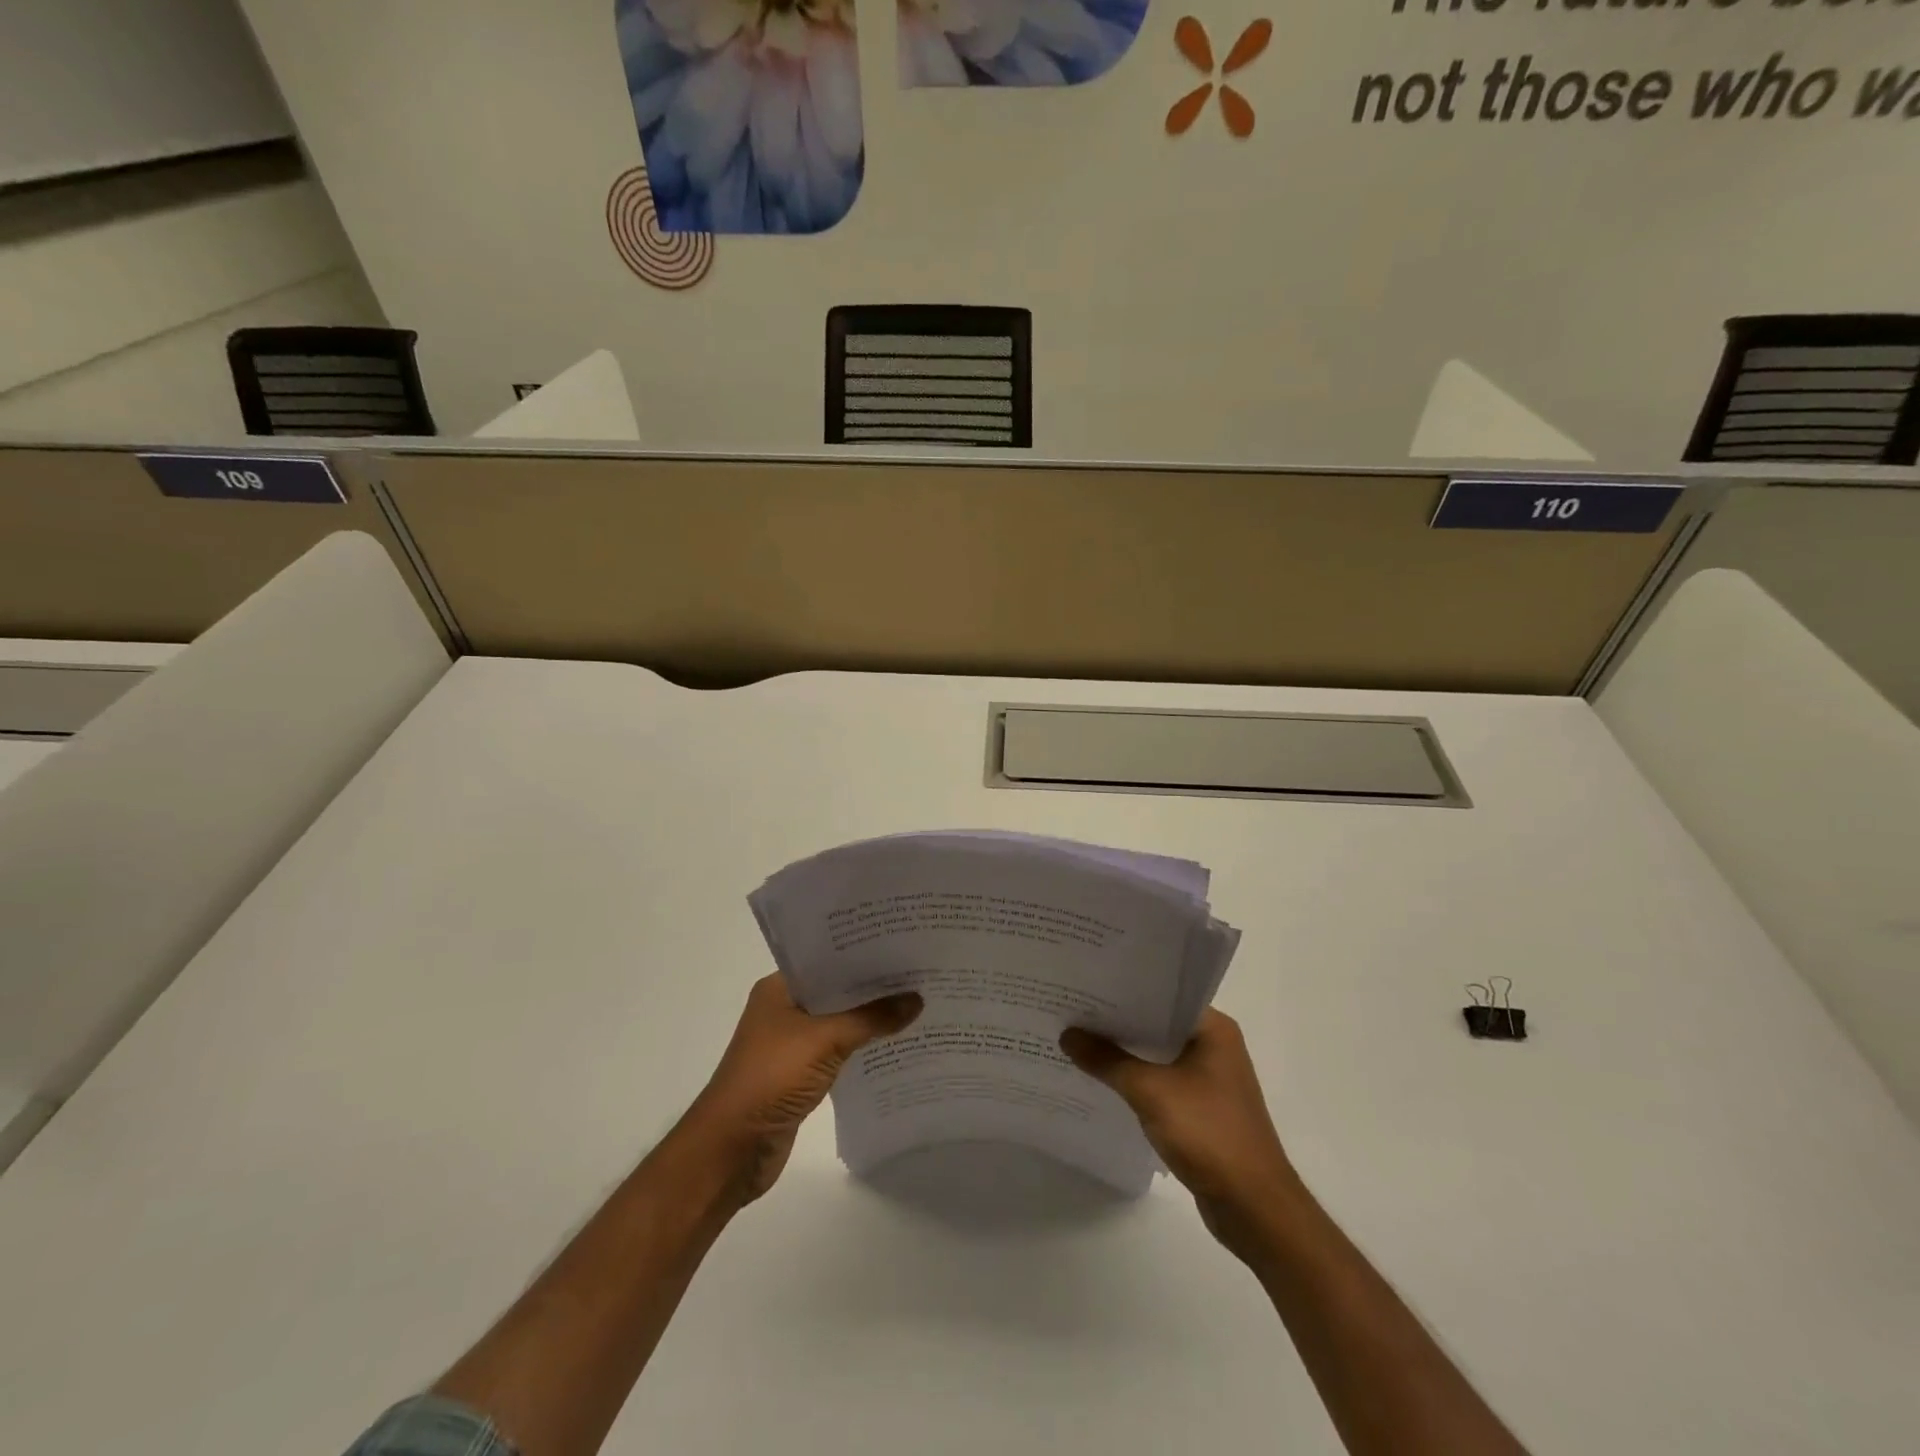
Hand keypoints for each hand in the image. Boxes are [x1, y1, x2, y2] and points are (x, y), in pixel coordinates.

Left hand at [680, 973, 921, 1204]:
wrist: (731, 1149)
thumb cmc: (771, 1078)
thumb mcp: (824, 1040)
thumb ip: (871, 1018)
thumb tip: (917, 999)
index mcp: (780, 988)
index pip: (827, 959)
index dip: (863, 952)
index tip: (903, 944)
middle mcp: (785, 1009)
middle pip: (837, 990)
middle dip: (873, 985)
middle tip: (920, 971)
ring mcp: (792, 1044)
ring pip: (840, 1021)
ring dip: (871, 1017)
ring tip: (918, 1002)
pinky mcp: (801, 1074)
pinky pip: (840, 1050)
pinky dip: (863, 1046)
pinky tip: (896, 1043)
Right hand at [1061, 1010, 1297, 1252]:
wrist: (1254, 1207)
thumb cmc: (1208, 1134)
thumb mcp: (1150, 1092)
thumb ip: (1107, 1061)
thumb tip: (1067, 1034)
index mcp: (1213, 1028)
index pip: (1161, 995)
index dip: (1122, 991)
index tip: (1085, 985)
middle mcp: (1214, 1046)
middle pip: (1156, 1024)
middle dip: (1117, 1022)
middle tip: (1071, 1010)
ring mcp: (1210, 1079)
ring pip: (1157, 1055)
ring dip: (1124, 1054)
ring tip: (1078, 1041)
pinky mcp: (1202, 1108)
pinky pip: (1161, 1082)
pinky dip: (1135, 1080)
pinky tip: (1102, 1081)